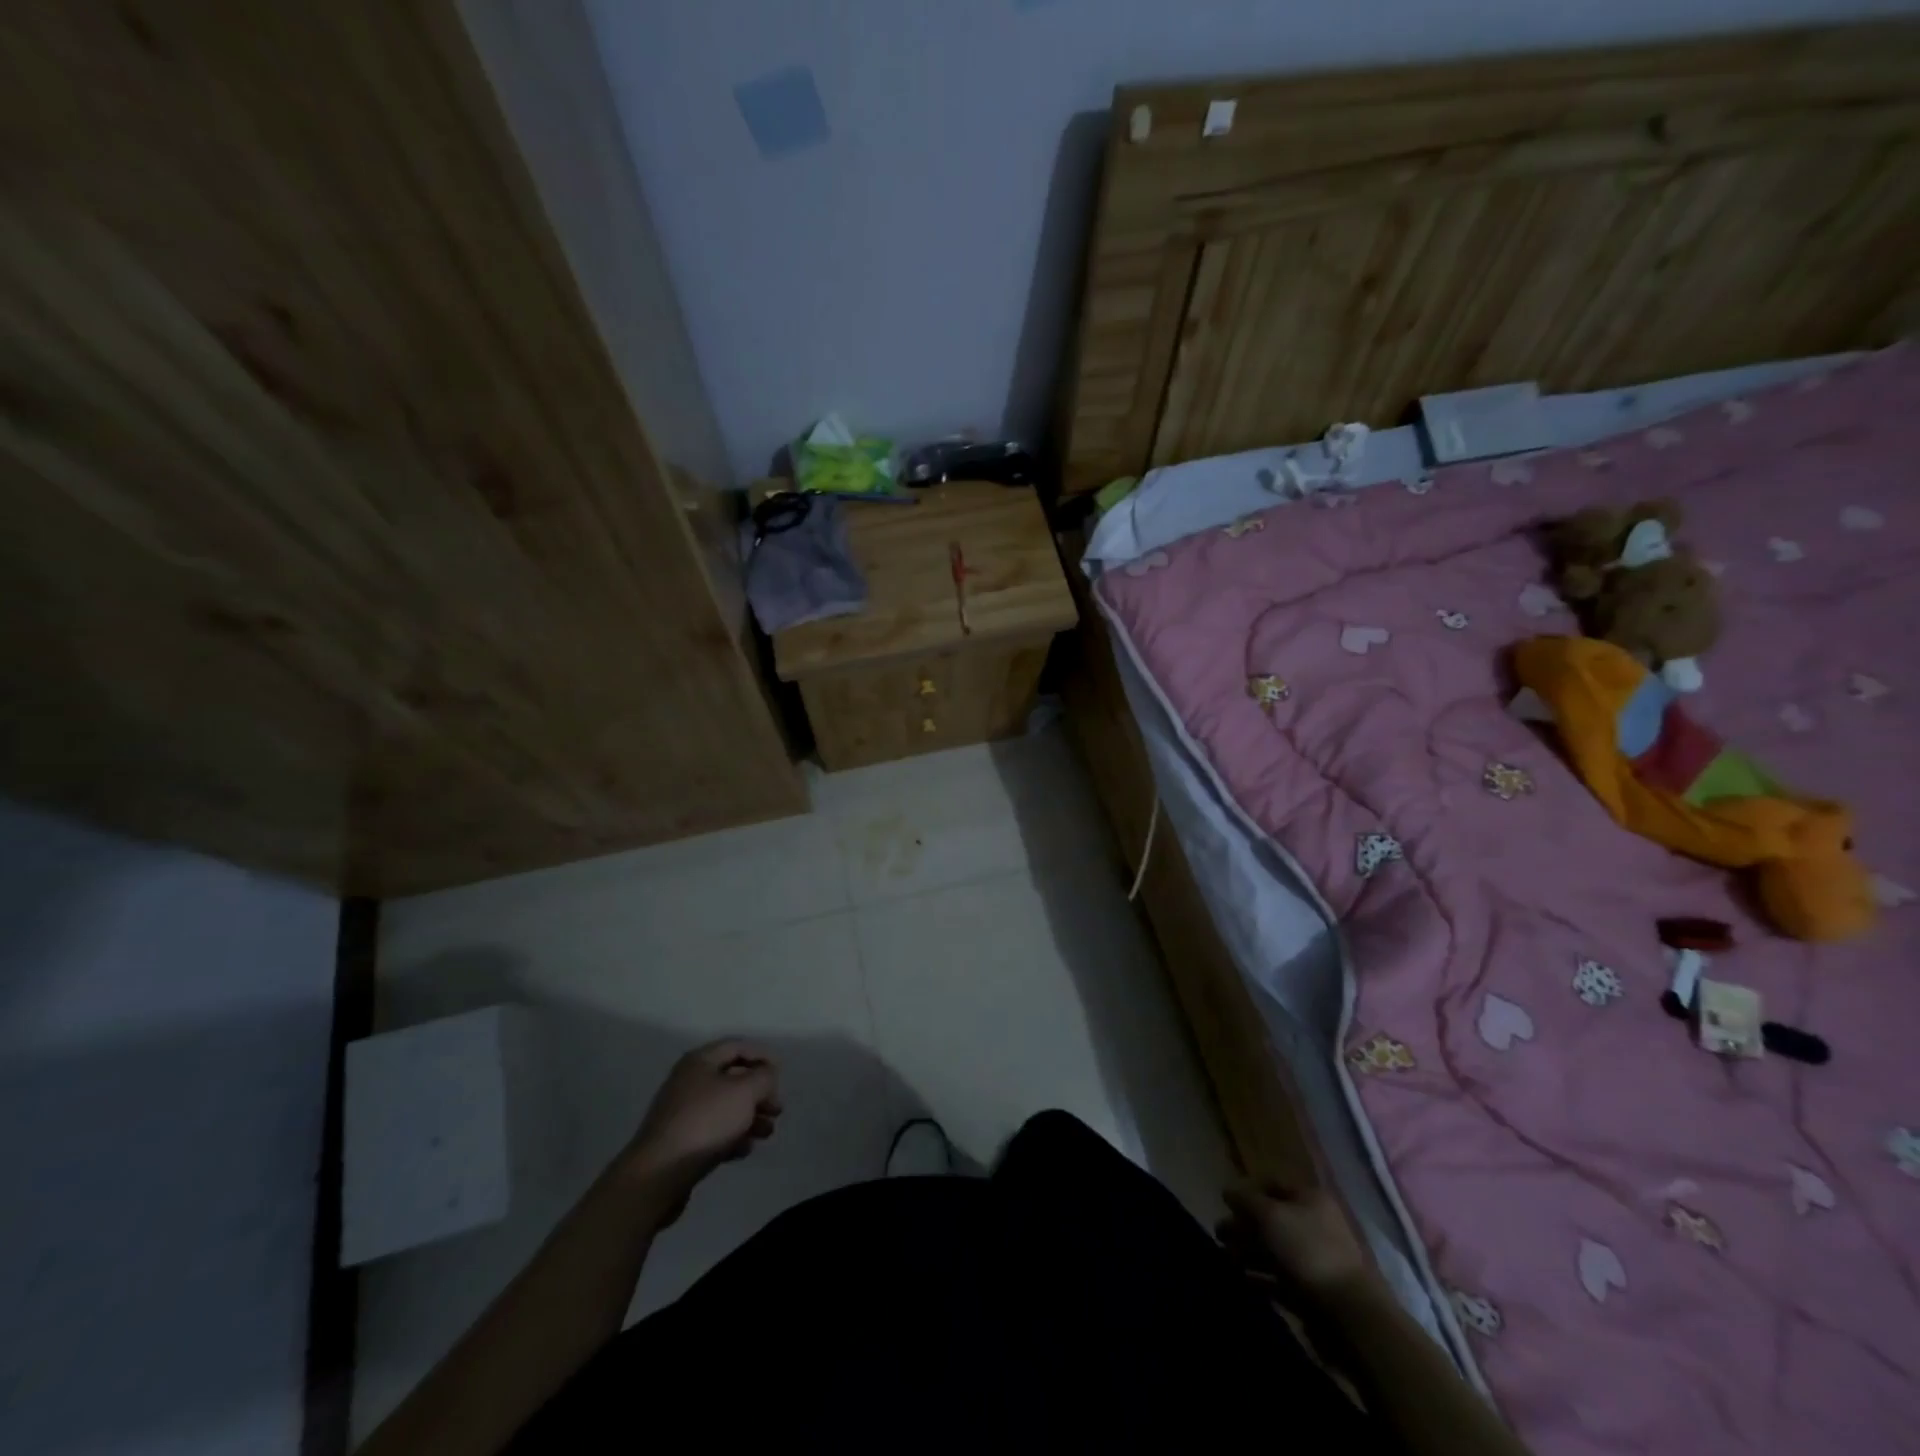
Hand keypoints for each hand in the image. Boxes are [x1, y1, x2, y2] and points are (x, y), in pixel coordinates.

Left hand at [622, 1041, 781, 1211]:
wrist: (659, 1174)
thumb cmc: (706, 1122)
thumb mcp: (745, 1092)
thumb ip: (763, 1077)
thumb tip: (766, 1074)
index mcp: (700, 1061)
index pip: (737, 1047)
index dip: (762, 1056)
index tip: (781, 1074)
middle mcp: (689, 1081)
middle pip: (733, 1079)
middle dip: (759, 1092)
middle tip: (777, 1110)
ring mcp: (683, 1112)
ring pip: (725, 1107)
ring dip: (750, 1117)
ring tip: (767, 1133)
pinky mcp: (680, 1141)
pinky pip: (713, 1131)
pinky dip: (732, 1136)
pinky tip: (744, 1150)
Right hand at [1219, 1179, 1372, 1301]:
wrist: (1350, 1314)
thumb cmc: (1308, 1250)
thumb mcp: (1270, 1215)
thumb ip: (1245, 1200)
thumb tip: (1227, 1191)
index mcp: (1309, 1199)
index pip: (1272, 1184)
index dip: (1247, 1190)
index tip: (1224, 1202)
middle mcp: (1312, 1224)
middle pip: (1270, 1219)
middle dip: (1242, 1225)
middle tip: (1218, 1234)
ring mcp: (1313, 1260)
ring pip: (1273, 1250)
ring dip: (1247, 1252)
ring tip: (1224, 1258)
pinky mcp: (1311, 1291)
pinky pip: (1279, 1278)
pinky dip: (1259, 1278)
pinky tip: (1241, 1279)